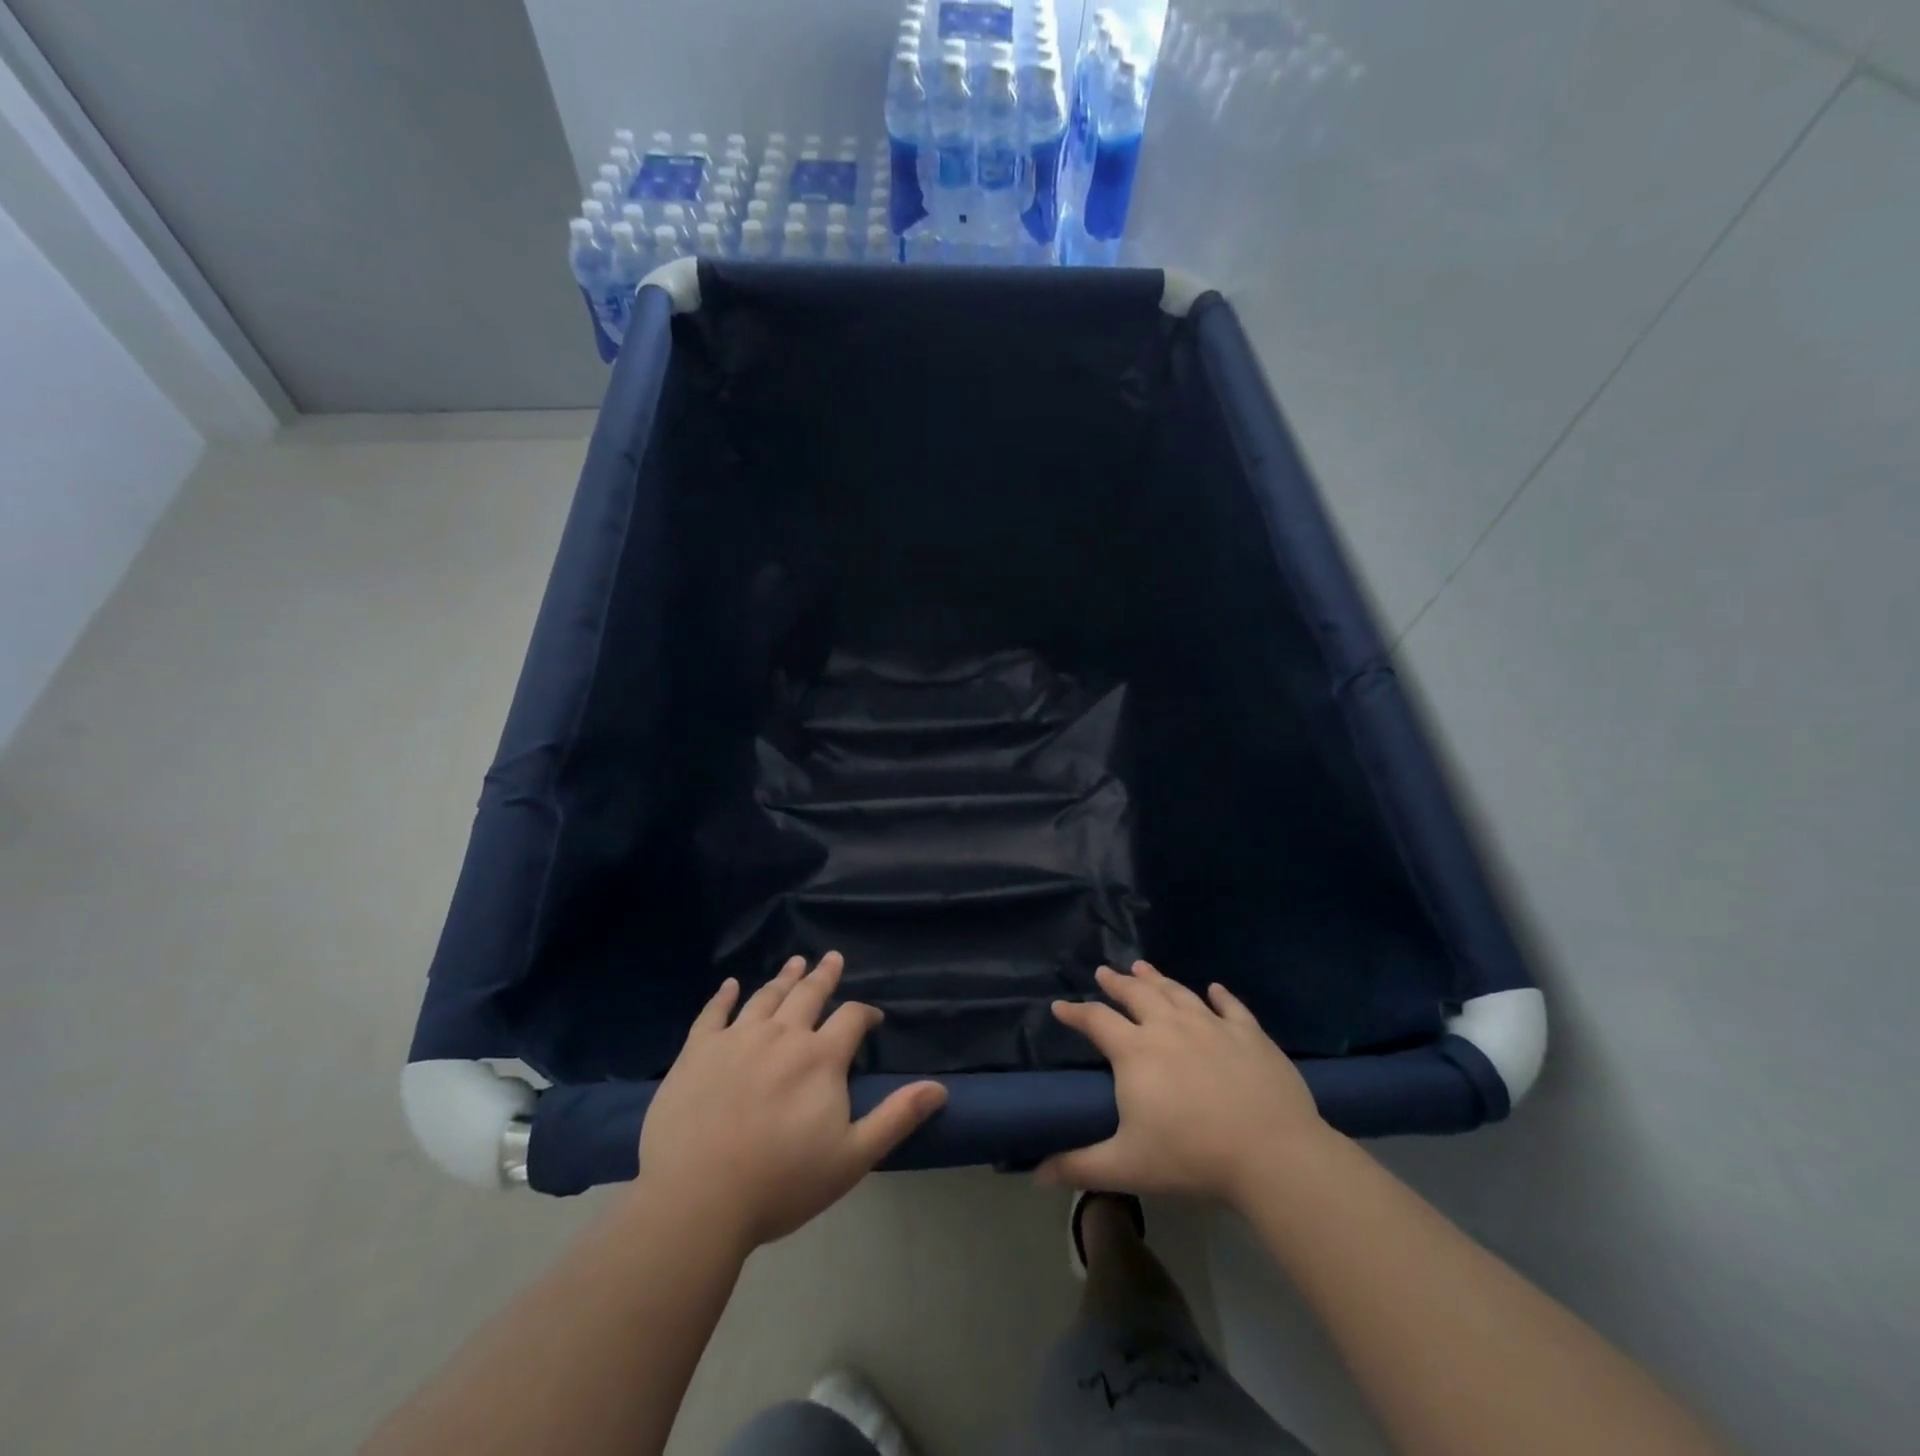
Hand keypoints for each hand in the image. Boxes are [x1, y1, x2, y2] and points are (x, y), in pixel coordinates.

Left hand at [637, 952, 946, 1249]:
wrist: (698, 1199)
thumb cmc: (781, 1183)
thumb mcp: (852, 1157)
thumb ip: (896, 1117)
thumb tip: (939, 1088)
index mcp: (821, 1058)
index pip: (851, 1018)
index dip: (865, 1014)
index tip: (872, 1018)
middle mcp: (782, 1035)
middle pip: (808, 995)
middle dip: (824, 976)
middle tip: (832, 957)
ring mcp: (737, 1039)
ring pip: (766, 997)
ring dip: (784, 977)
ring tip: (795, 962)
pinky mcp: (698, 1051)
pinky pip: (714, 1013)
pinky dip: (725, 995)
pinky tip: (731, 984)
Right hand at [1037, 961, 1328, 1207]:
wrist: (1271, 1152)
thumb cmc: (1192, 1157)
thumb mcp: (1127, 1167)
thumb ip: (1079, 1166)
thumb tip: (1035, 1174)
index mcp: (1136, 1051)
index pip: (1096, 1021)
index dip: (1075, 1012)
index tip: (1060, 1006)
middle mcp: (1169, 1026)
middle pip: (1136, 994)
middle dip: (1116, 982)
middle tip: (1104, 972)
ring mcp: (1212, 1025)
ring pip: (1177, 992)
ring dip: (1157, 978)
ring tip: (1142, 967)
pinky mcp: (1249, 1034)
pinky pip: (1230, 1006)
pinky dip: (1220, 995)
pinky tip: (1214, 988)